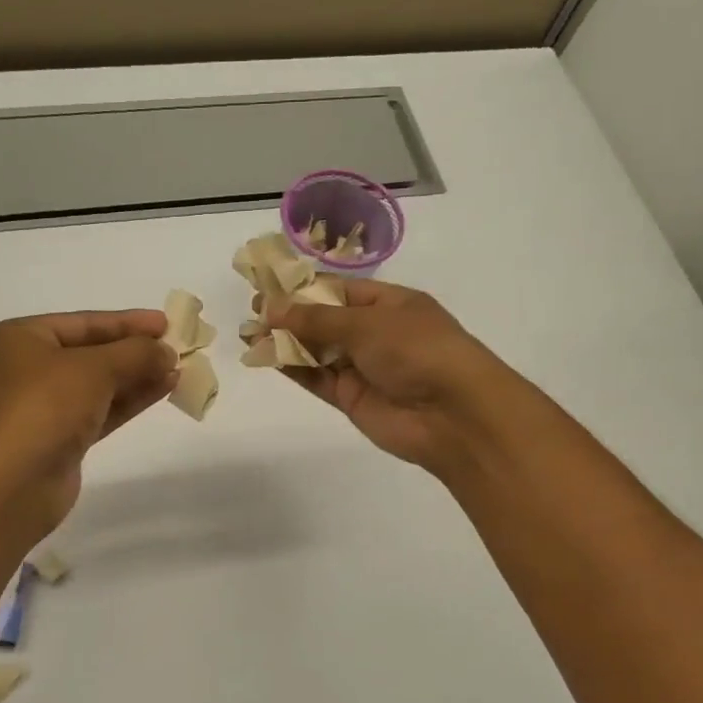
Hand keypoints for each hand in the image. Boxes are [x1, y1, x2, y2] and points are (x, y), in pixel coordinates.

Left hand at [0, 309, 177, 529]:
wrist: (15, 481)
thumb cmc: (46, 406)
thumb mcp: (95, 368)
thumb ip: (136, 353)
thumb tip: (167, 351)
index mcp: (23, 338)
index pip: (84, 322)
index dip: (127, 322)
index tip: (166, 322)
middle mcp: (30, 368)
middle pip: (93, 352)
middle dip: (135, 351)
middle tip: (178, 347)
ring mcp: (45, 406)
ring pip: (100, 384)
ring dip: (138, 376)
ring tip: (178, 369)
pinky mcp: (62, 438)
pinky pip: (102, 410)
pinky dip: (131, 400)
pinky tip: (163, 390)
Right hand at [265, 281, 520, 475]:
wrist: (452, 414)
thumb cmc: (417, 350)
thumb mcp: (366, 323)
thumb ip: (315, 319)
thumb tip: (270, 308)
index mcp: (390, 304)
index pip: (339, 290)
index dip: (304, 289)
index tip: (268, 287)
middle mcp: (375, 333)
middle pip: (324, 321)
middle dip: (290, 316)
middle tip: (252, 313)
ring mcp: (363, 367)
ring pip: (317, 351)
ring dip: (286, 343)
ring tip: (249, 335)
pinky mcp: (351, 398)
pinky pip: (317, 378)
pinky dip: (293, 368)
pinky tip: (266, 357)